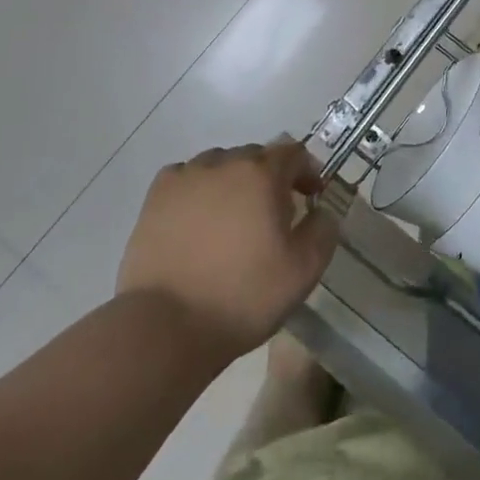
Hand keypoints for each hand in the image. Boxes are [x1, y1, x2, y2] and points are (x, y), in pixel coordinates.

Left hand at [117, 140, 339, 362]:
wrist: (167, 326)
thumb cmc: (243, 296)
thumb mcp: (304, 270)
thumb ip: (323, 229)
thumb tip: (321, 210)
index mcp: (262, 173)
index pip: (293, 152)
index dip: (307, 172)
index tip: (310, 198)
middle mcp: (224, 163)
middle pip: (255, 156)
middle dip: (270, 178)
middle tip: (274, 215)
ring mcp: (185, 177)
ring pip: (219, 165)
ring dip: (233, 182)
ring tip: (233, 218)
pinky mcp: (156, 197)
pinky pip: (186, 178)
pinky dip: (198, 190)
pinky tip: (198, 219)